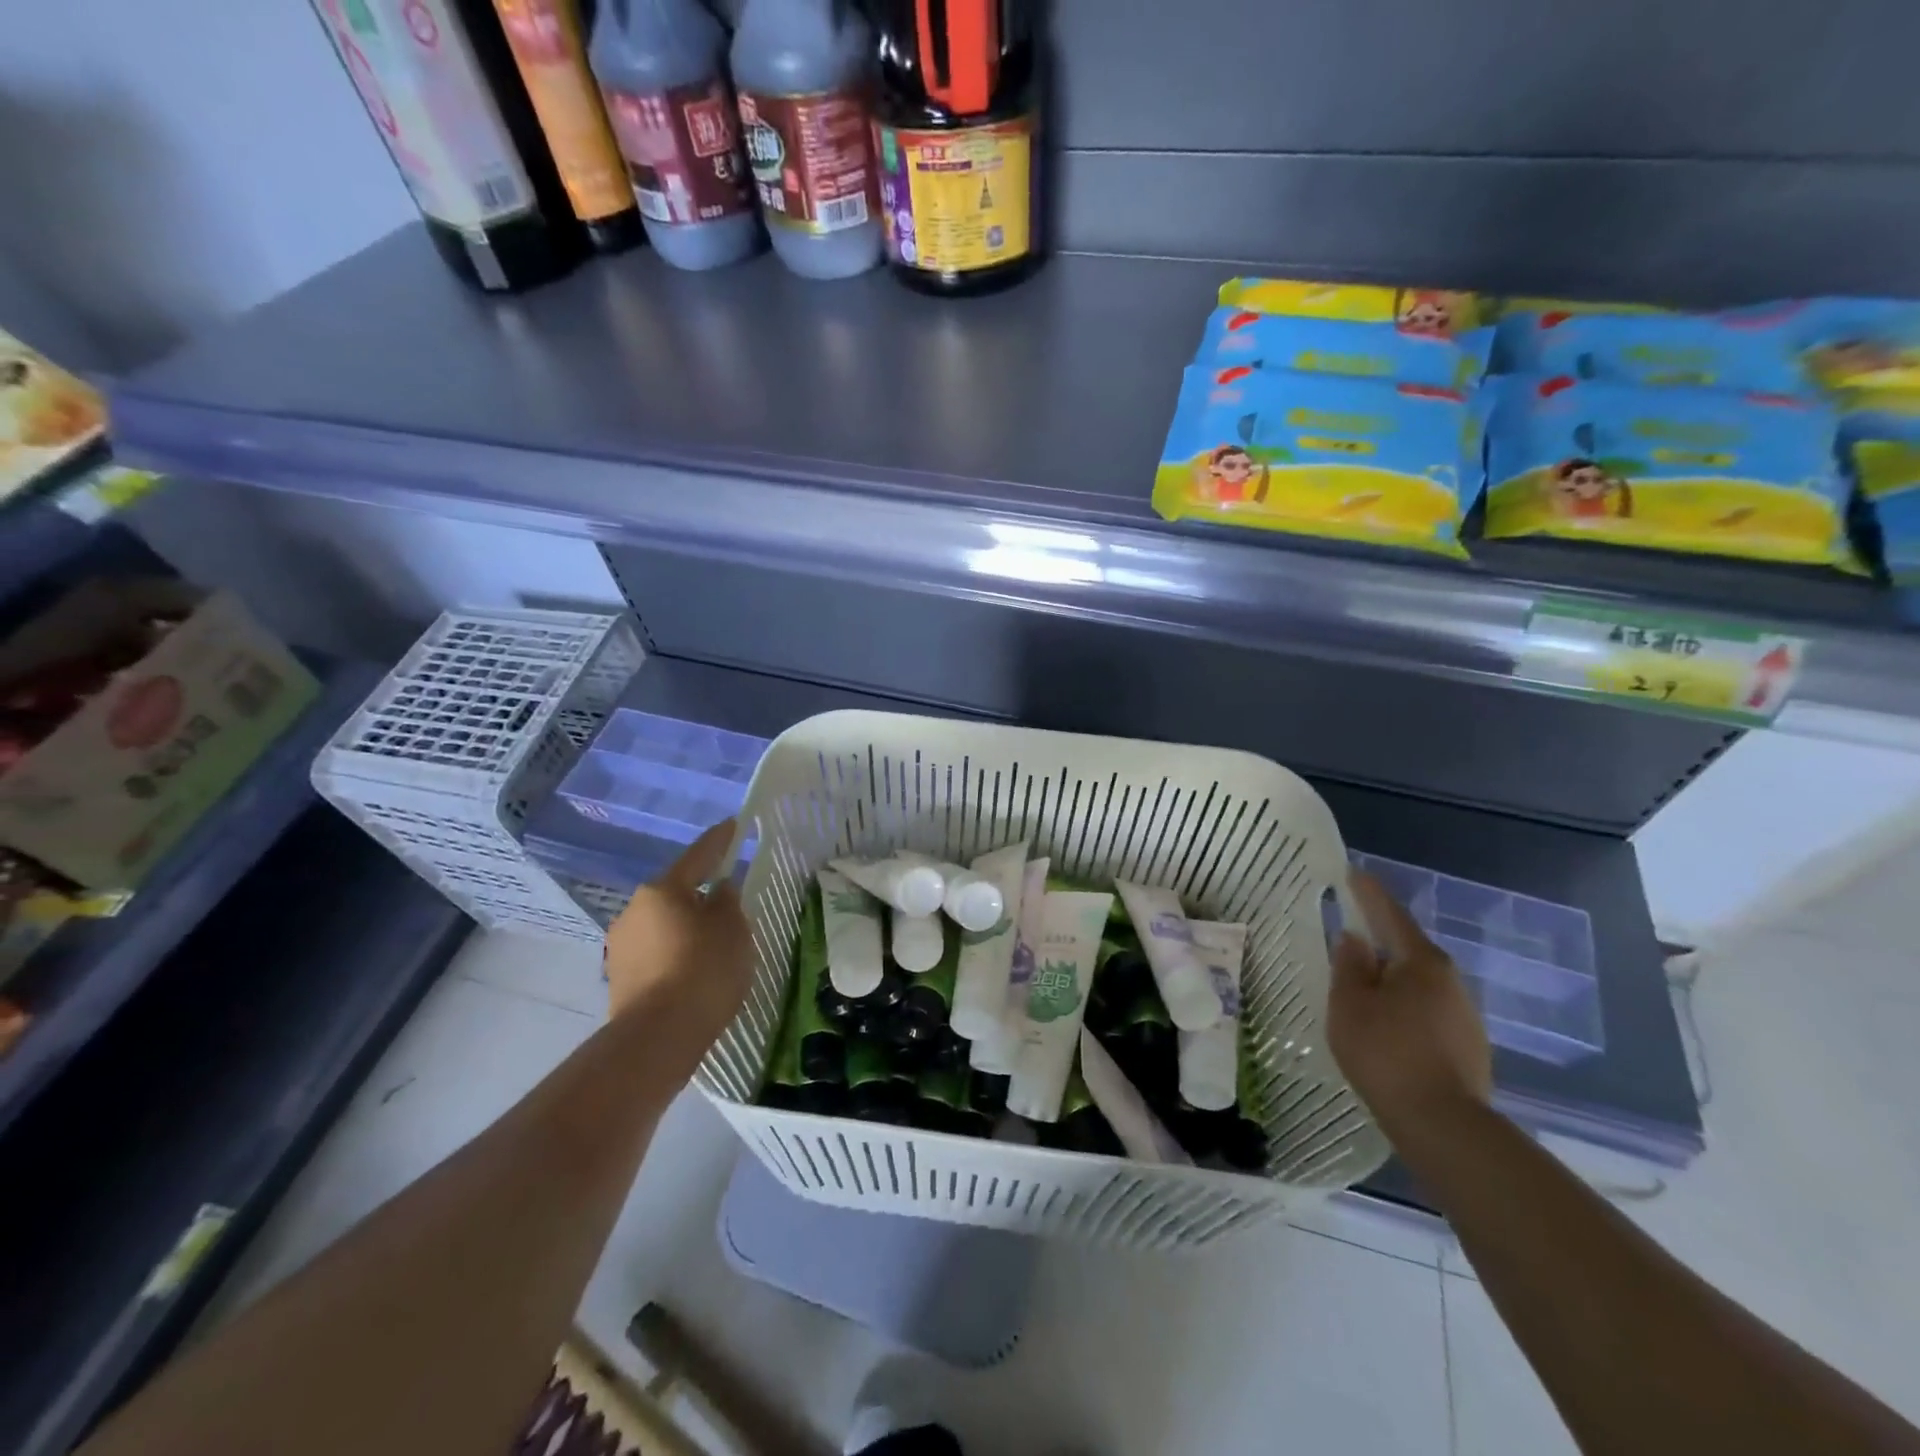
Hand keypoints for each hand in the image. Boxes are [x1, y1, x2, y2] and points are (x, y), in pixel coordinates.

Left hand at [604, 822, 753, 1062]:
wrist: (657, 1038)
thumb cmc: (703, 971)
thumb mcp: (733, 929)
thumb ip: (728, 902)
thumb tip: (719, 891)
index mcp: (663, 890)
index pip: (698, 855)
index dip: (719, 840)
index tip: (733, 825)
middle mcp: (634, 910)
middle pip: (676, 892)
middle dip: (700, 893)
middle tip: (728, 900)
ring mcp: (622, 945)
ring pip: (664, 924)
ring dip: (686, 926)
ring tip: (714, 942)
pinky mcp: (619, 977)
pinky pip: (656, 952)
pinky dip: (676, 953)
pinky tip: (694, 969)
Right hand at [1327, 870, 1492, 1144]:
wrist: (1444, 1125)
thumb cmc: (1386, 1053)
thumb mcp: (1350, 1004)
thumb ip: (1349, 966)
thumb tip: (1355, 939)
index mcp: (1421, 962)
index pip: (1390, 916)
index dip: (1368, 894)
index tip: (1353, 874)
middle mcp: (1451, 981)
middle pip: (1408, 950)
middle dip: (1380, 941)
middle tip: (1350, 937)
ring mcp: (1465, 1015)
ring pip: (1419, 984)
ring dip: (1392, 979)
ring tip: (1363, 988)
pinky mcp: (1469, 1046)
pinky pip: (1428, 1011)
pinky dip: (1404, 1007)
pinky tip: (1388, 1026)